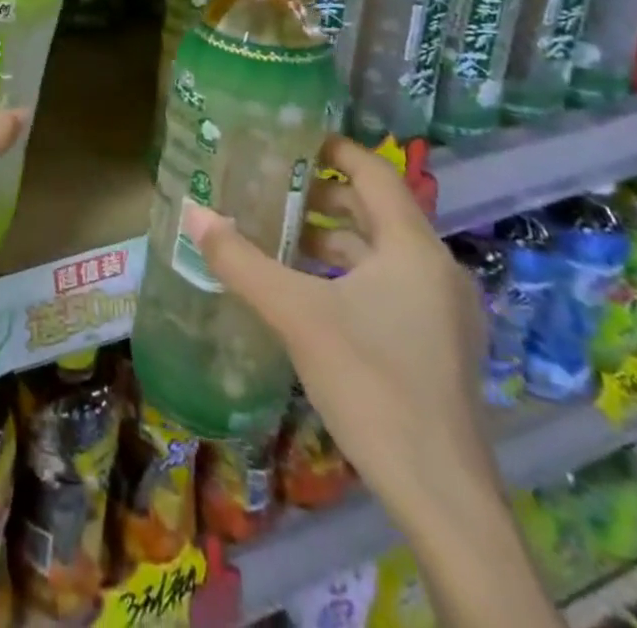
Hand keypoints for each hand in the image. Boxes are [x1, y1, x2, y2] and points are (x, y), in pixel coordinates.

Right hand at [184, 136, 496, 515]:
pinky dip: (348, 274)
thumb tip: (192, 212)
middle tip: (269, 189)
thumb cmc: (372, 384)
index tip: (288, 140)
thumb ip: (240, 260)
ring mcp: (444, 313)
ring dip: (332, 239)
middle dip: (322, 196)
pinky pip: (389, 286)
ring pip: (381, 253)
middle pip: (376, 211)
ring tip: (278, 237)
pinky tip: (308, 292)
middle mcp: (437, 271)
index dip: (334, 148)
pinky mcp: (439, 347)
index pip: (375, 173)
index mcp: (414, 249)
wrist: (442, 496)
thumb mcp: (295, 314)